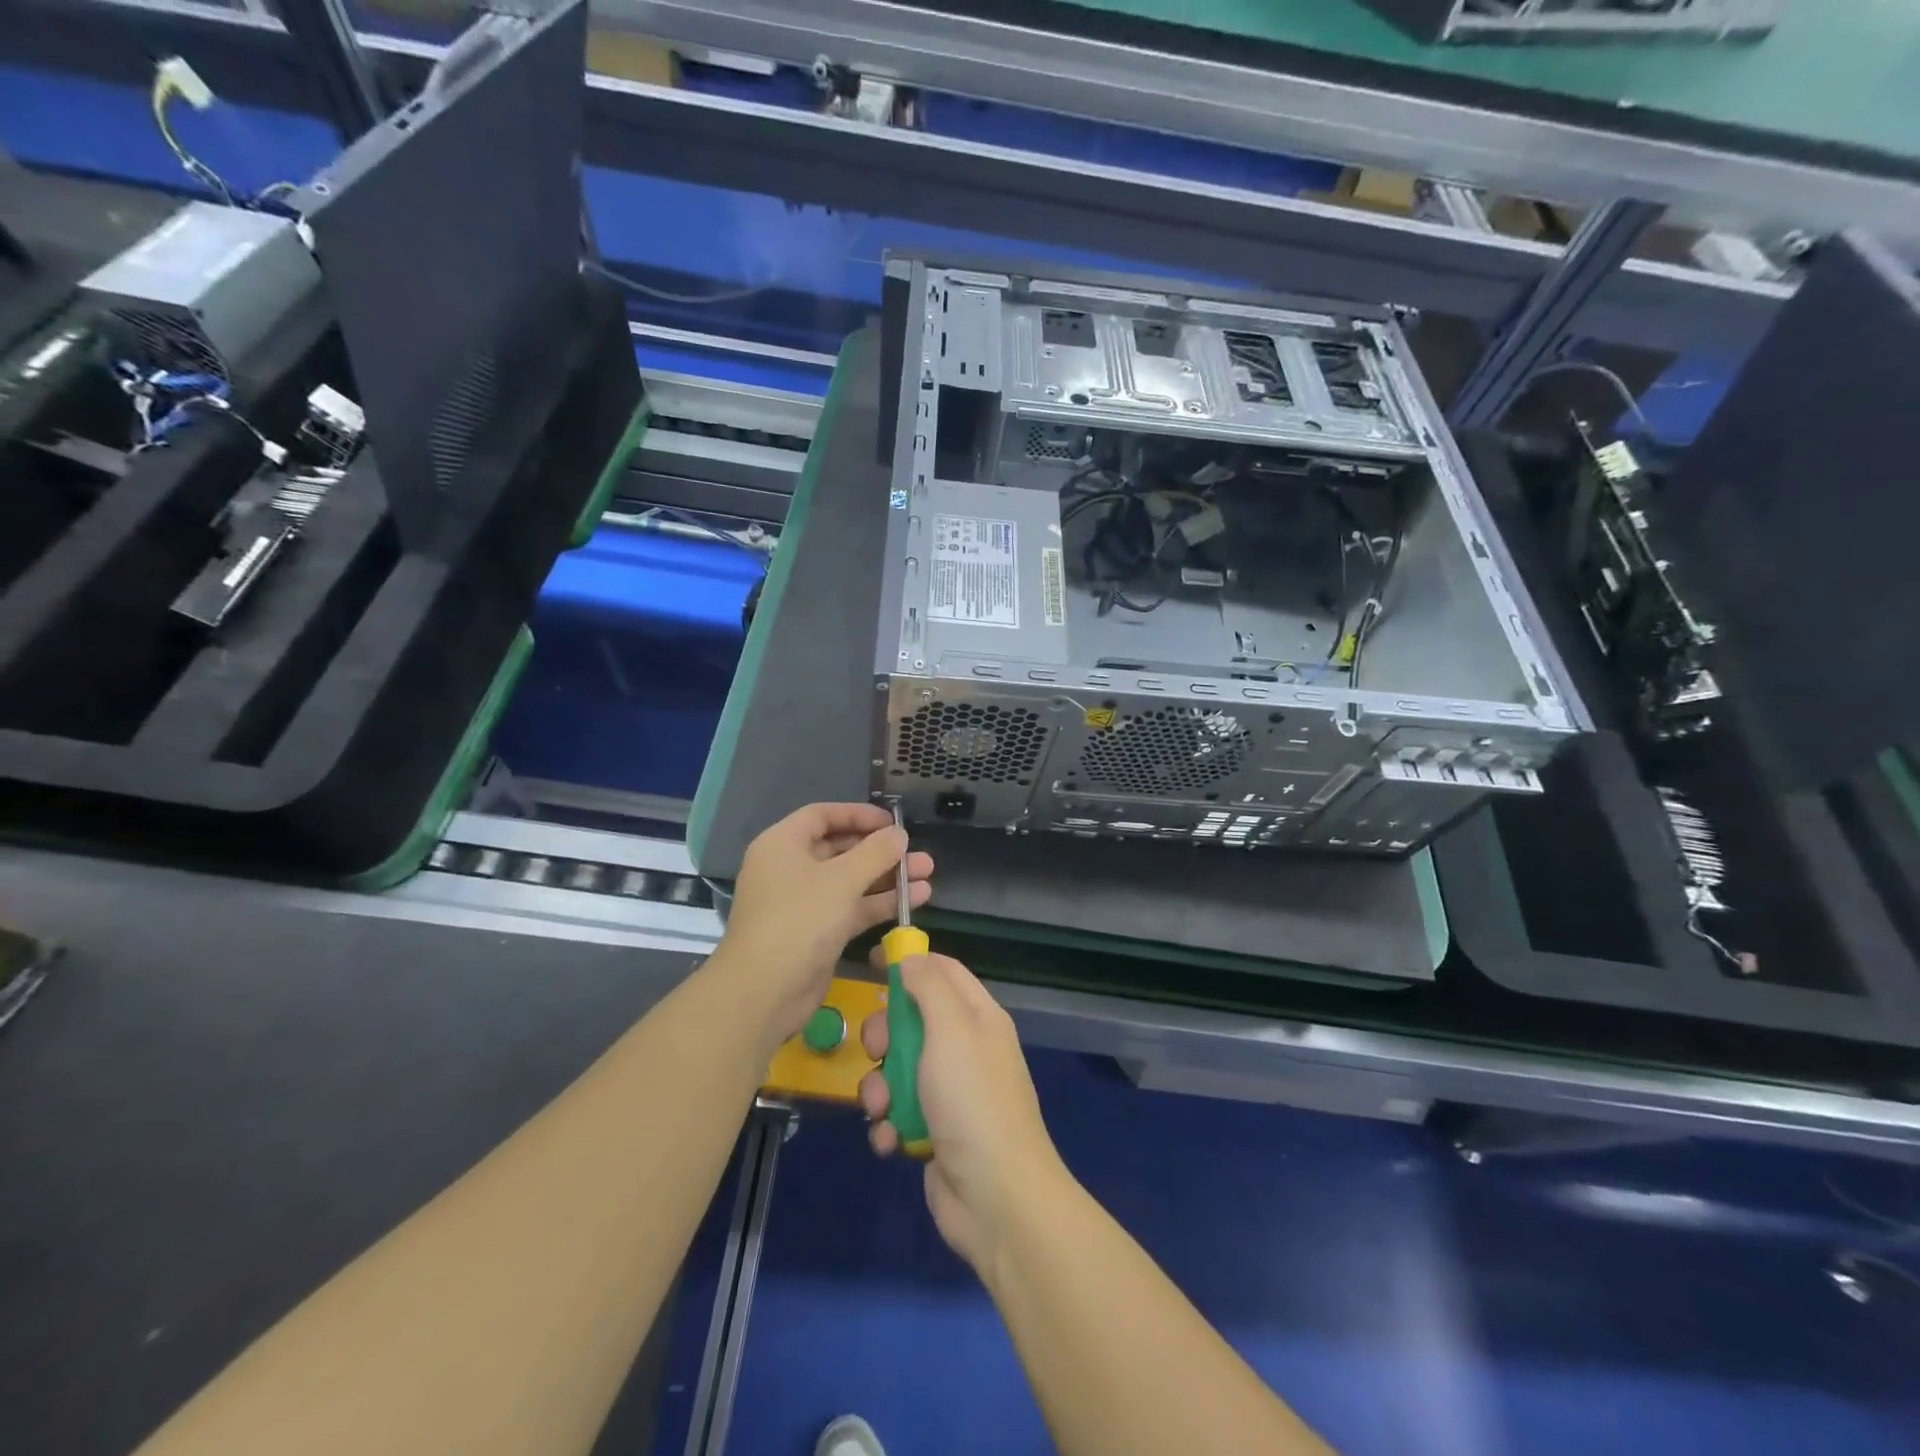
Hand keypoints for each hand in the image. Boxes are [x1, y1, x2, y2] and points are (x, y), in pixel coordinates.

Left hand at [711, 803, 932, 1050]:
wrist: (765, 992)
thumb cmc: (800, 920)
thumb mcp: (842, 880)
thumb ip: (876, 852)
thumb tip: (899, 834)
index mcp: (783, 844)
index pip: (823, 815)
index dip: (858, 814)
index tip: (892, 822)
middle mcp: (791, 868)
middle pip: (840, 848)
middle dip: (881, 850)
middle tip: (917, 851)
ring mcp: (805, 902)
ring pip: (851, 880)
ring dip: (888, 876)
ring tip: (928, 873)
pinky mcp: (818, 931)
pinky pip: (852, 907)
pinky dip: (880, 902)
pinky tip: (916, 899)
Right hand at [858, 953, 1067, 1273]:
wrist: (996, 1197)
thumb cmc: (972, 1100)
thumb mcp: (952, 1029)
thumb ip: (929, 986)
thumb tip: (910, 957)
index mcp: (978, 1017)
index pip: (943, 971)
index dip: (909, 962)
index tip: (870, 963)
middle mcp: (965, 1049)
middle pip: (912, 1020)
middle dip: (885, 1034)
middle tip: (878, 1050)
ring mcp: (949, 1092)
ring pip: (897, 1068)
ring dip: (880, 1086)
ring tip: (882, 1106)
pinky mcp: (933, 1131)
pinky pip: (898, 1111)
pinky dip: (888, 1123)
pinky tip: (891, 1139)